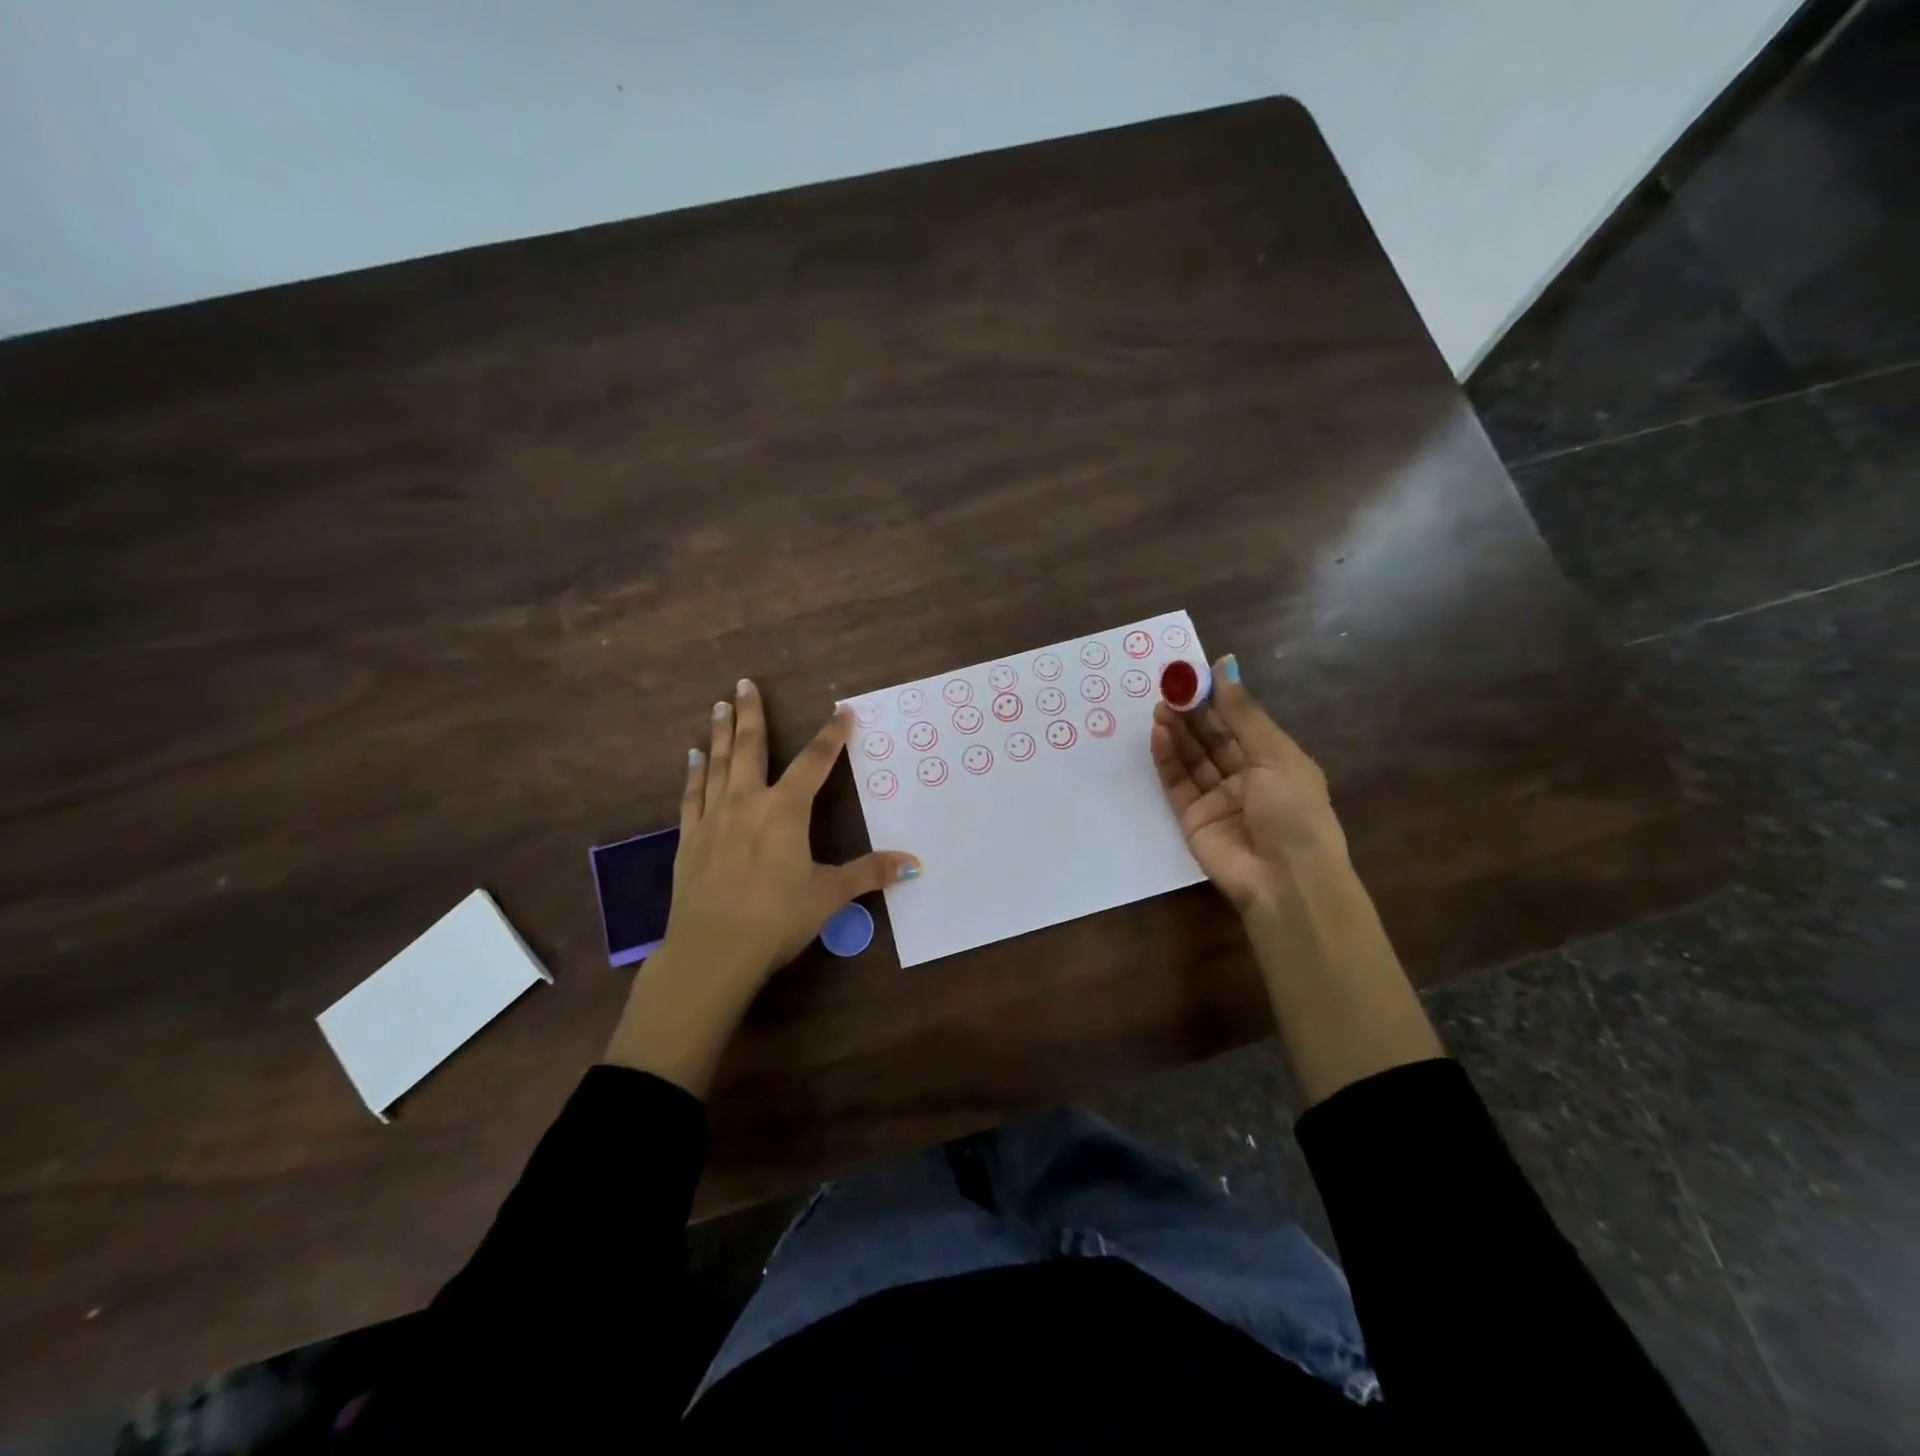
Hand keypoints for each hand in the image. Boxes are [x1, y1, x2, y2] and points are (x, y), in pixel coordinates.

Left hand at [604, 678, 920, 1094]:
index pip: (814, 763)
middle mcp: (747, 803)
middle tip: (744, 682)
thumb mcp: (829, 895)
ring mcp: (713, 818)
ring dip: (720, 733)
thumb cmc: (776, 919)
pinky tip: (693, 757)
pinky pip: (692, 795)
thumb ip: (869, 873)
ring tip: (719, 705)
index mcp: (785, 811)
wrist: (712, 952)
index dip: (831, 735)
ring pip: (717, 764)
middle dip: (751, 713)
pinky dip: (694, 773)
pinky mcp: (689, 838)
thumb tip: (914, 864)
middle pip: (751, 748)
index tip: (841, 711)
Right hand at [1150, 655, 1349, 916]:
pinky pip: (1176, 782)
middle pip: (1212, 738)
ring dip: (1176, 731)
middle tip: (1169, 687)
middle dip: (1192, 712)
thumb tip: (1225, 665)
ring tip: (1159, 706)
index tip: (1194, 674)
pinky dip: (1166, 758)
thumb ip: (1243, 712)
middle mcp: (1245, 777)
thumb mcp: (1275, 755)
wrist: (1285, 880)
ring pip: (1192, 757)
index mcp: (1274, 761)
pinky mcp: (1191, 817)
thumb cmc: (1293, 811)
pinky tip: (1159, 734)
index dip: (1218, 698)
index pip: (1240, 722)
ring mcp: (1216, 798)